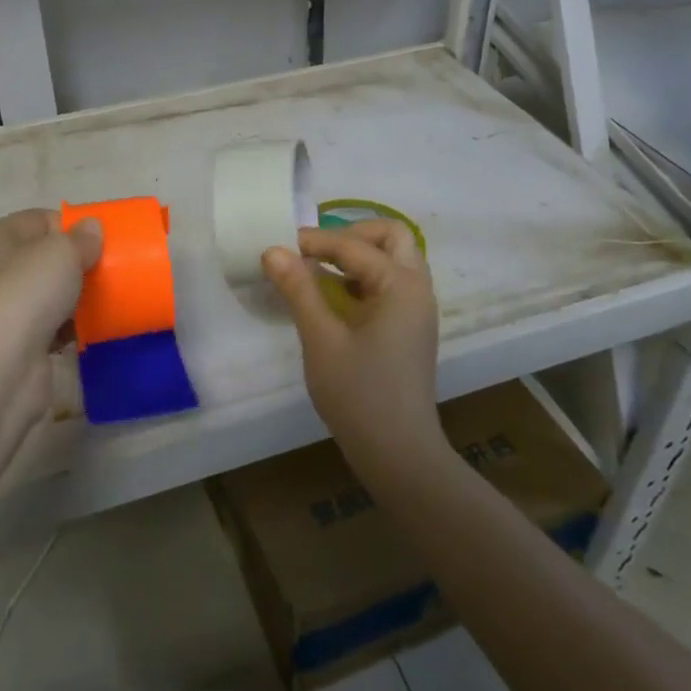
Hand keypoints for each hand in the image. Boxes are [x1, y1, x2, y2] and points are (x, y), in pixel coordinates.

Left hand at [0, 209, 101, 425]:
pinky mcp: (23, 343)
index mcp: (0, 238)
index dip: (73, 225)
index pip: (42, 220)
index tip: (105, 239)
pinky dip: (77, 327)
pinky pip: (57, 326)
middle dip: (81, 262)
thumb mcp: (61, 252)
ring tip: (115, 295)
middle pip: (49, 257)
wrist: (0, 369)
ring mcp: (10, 309)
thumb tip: (91, 228)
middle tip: (115, 267)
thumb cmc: (26, 294)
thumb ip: (81, 237)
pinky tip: (101, 326)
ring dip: (82, 296)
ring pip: (55, 293)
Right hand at [262, 220, 443, 475]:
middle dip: (351, 234)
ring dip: (359, 256)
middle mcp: (417, 289)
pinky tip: (334, 298)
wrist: (399, 455)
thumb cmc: (359, 395)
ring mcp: (418, 310)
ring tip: (319, 271)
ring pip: (394, 260)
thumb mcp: (321, 338)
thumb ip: (298, 289)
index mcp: (401, 285)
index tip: (279, 246)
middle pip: (391, 237)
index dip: (314, 241)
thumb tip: (273, 250)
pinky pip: (391, 284)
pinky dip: (364, 278)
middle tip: (314, 251)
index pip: (353, 245)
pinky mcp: (411, 329)